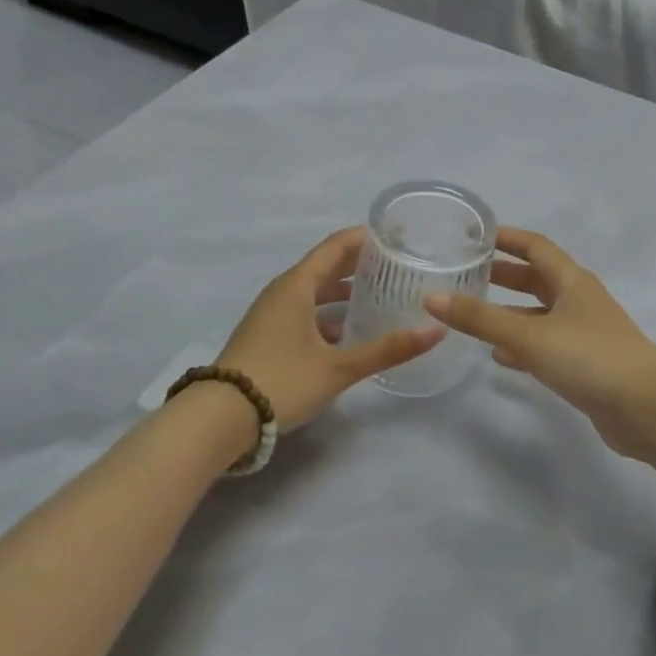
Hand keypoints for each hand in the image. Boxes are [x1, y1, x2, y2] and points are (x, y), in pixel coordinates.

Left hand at [217, 228, 443, 431]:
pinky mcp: (267, 335)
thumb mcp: (338, 368)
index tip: (397, 236)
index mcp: (296, 286)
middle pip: (325, 266)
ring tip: (380, 296)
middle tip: (397, 266)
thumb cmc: (280, 382)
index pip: (335, 246)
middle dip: (360, 264)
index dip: (366, 237)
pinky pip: (304, 311)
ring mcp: (271, 314)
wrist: (218, 419)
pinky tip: (349, 333)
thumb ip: (387, 349)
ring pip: (314, 291)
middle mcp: (282, 292)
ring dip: (344, 291)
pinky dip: (328, 313)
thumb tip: (437, 329)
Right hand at [425, 229, 655, 463]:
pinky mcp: (585, 364)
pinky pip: (546, 346)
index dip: (507, 238)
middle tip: (466, 274)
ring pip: (540, 315)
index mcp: (572, 281)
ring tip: (473, 315)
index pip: (536, 246)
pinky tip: (500, 356)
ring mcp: (584, 334)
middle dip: (504, 276)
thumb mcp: (530, 335)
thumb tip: (432, 298)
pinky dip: (522, 346)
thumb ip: (481, 319)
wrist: (648, 408)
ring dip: (510, 313)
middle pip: (537, 279)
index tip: (474, 235)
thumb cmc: (590, 357)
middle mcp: (579, 301)